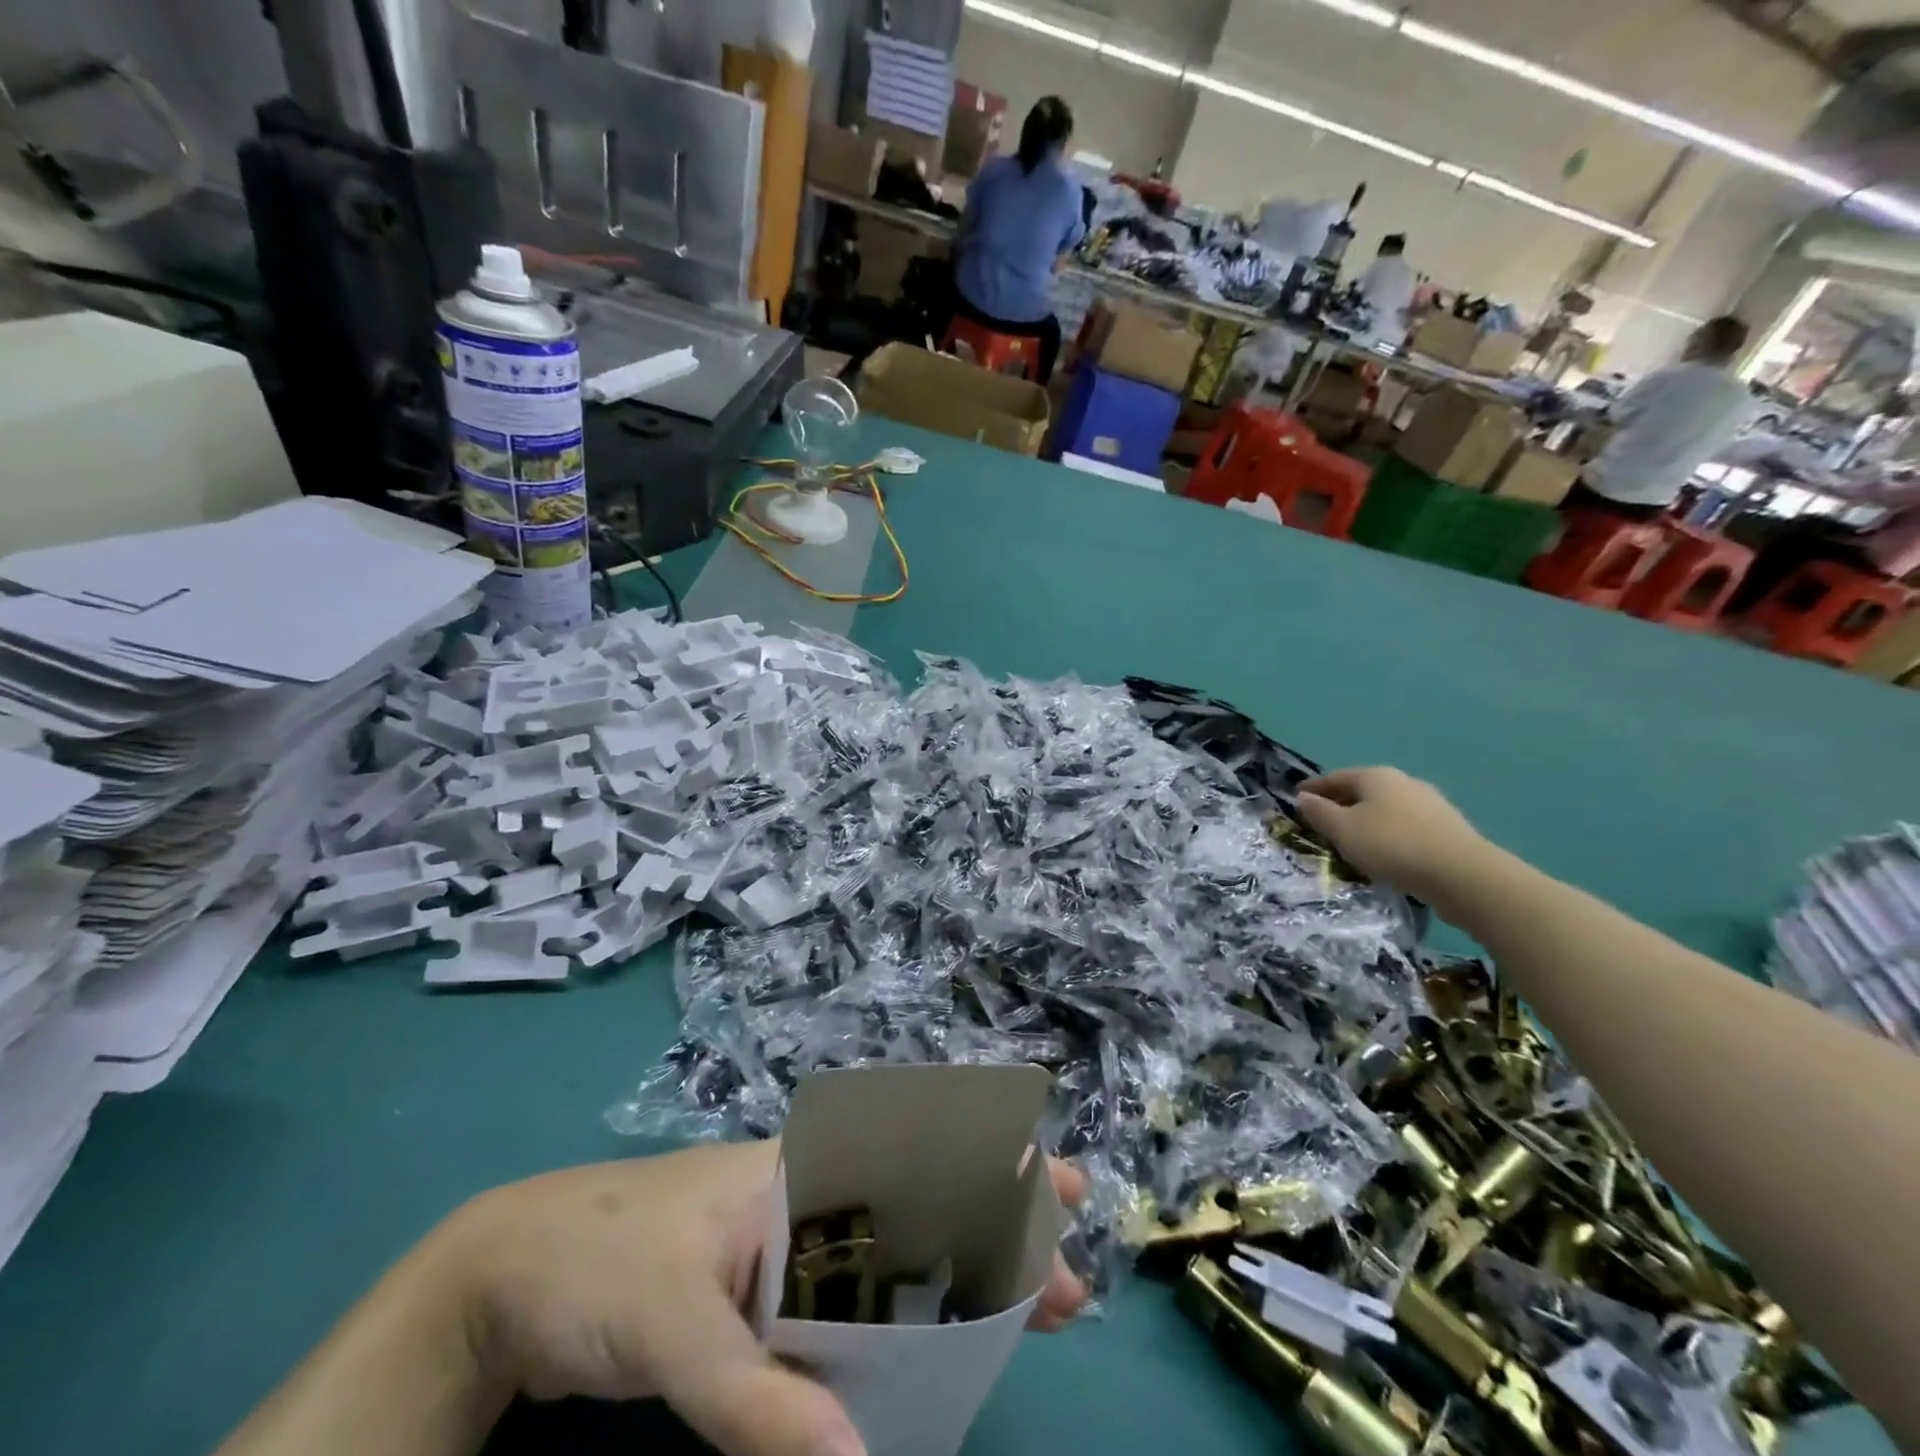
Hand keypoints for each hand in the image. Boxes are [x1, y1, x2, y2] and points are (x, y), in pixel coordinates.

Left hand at [444, 1142, 1088, 1455]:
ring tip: (1026, 1308)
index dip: (991, 1173)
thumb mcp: (673, 1327)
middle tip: (1068, 1278)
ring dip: (960, 1277)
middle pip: (921, 1206)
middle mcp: (807, 1202)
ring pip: (895, 1254)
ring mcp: (788, 1248)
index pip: (916, 1160)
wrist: (508, 1273)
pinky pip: (852, 1300)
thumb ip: (757, 1400)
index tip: (1058, 1195)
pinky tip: (932, 1344)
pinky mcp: (765, 1294)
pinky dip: (900, 1319)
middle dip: (998, 1231)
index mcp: (799, 1176)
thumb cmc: (597, 1268)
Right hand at [1296, 767, 1489, 904]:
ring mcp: (1429, 804)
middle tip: (1319, 823)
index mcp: (1376, 776)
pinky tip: (1382, 852)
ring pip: (1384, 809)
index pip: (1334, 777)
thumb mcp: (1343, 829)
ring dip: (1363, 821)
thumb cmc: (1391, 845)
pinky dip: (1386, 834)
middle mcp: (1403, 782)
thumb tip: (1303, 798)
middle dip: (1339, 804)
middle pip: (1361, 791)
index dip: (1313, 788)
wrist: (1462, 875)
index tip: (1296, 800)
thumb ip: (1319, 812)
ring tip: (1349, 841)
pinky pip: (1403, 826)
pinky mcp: (1446, 829)